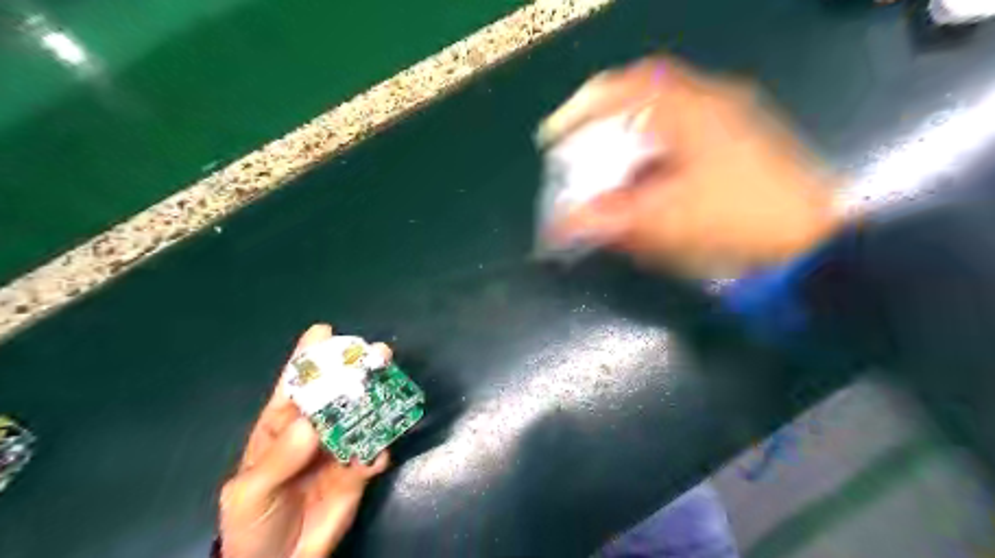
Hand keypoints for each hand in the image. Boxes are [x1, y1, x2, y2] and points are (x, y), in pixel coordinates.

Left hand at [219, 326, 390, 555]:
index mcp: (282, 426)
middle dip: (356, 371)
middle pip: (338, 394)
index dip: (308, 357)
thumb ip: (278, 458)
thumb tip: (311, 424)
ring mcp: (340, 449)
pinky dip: (381, 449)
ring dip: (379, 401)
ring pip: (363, 417)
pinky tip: (378, 455)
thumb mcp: (250, 491)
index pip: (294, 385)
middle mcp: (315, 430)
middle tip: (377, 353)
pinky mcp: (360, 471)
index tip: (324, 330)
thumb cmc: (252, 522)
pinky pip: (376, 453)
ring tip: (392, 387)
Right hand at [542, 56, 842, 275]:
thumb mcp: (662, 223)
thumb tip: (560, 225)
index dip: (583, 106)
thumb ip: (608, 220)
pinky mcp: (739, 143)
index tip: (556, 133)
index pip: (625, 86)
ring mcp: (731, 120)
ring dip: (629, 138)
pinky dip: (655, 151)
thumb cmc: (733, 225)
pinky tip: (648, 180)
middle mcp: (712, 103)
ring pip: (663, 116)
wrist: (806, 244)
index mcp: (691, 110)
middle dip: (605, 124)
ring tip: (609, 170)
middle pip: (643, 97)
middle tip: (581, 153)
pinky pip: (683, 134)